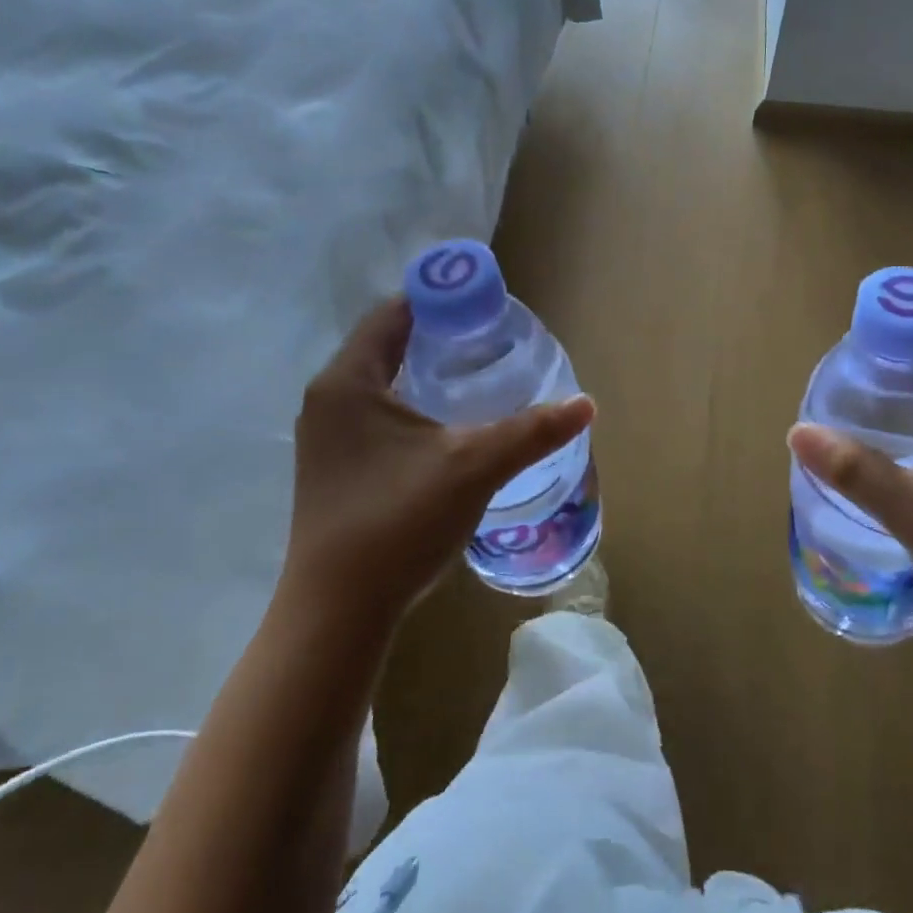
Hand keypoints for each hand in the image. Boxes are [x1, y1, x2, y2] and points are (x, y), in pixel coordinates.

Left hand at [282, 296, 594, 633]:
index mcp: (349, 381)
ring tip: (477, 370)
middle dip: (438, 333)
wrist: (337, 614)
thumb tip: (585, 404)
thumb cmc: (398, 523)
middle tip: (491, 335)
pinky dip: (411, 400)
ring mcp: (327, 436)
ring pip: (381, 380)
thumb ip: (531, 431)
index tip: (487, 301)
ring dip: (424, 368)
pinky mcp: (334, 466)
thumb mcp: (474, 468)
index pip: (394, 312)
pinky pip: (376, 411)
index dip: (441, 298)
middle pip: (387, 343)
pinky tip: (446, 422)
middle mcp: (329, 398)